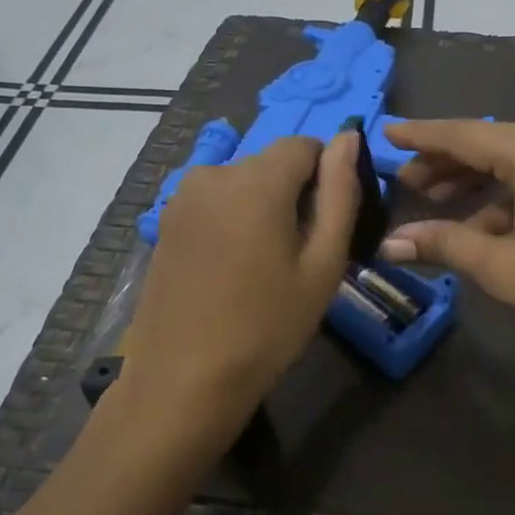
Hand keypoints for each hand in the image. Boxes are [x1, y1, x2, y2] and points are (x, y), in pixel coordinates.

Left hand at [121, 133, 358, 410]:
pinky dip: (234, 220)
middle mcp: (214, 173)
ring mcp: (182, 197)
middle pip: (271, 163)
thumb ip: (340, 192)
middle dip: (294, 193)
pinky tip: (232, 268)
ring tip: (265, 265)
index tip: (327, 224)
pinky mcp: (166, 221)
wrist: (185, 378)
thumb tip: (348, 137)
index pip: (306, 145)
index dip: (326, 176)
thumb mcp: (323, 262)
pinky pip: (216, 202)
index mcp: (257, 179)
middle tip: (300, 253)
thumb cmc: (268, 324)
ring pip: (243, 183)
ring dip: (263, 207)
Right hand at [379, 120, 514, 360]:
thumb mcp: (505, 268)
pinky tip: (476, 222)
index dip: (422, 135)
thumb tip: (390, 244)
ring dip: (472, 180)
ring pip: (510, 161)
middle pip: (489, 144)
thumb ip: (445, 246)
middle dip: (444, 162)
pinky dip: (501, 196)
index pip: (467, 134)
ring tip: (431, 199)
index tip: (386, 131)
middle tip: (404, 180)